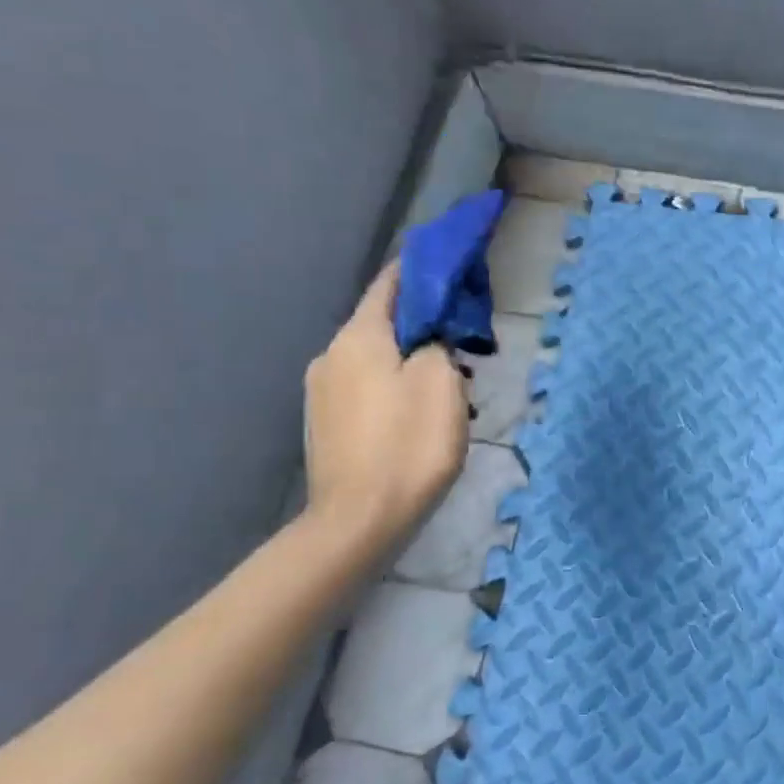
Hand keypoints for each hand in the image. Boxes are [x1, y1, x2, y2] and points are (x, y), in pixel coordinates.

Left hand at [303, 261, 467, 556]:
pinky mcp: (324, 423)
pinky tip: (416, 413)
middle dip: (422, 324)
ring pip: (375, 358)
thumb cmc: (407, 445)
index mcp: (359, 337)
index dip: (419, 268)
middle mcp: (331, 355)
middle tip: (462, 340)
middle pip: (382, 323)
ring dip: (409, 360)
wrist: (358, 520)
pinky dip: (393, 386)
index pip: (390, 284)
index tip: (447, 262)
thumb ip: (438, 345)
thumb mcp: (441, 384)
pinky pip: (365, 388)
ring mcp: (321, 392)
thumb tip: (430, 339)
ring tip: (446, 385)